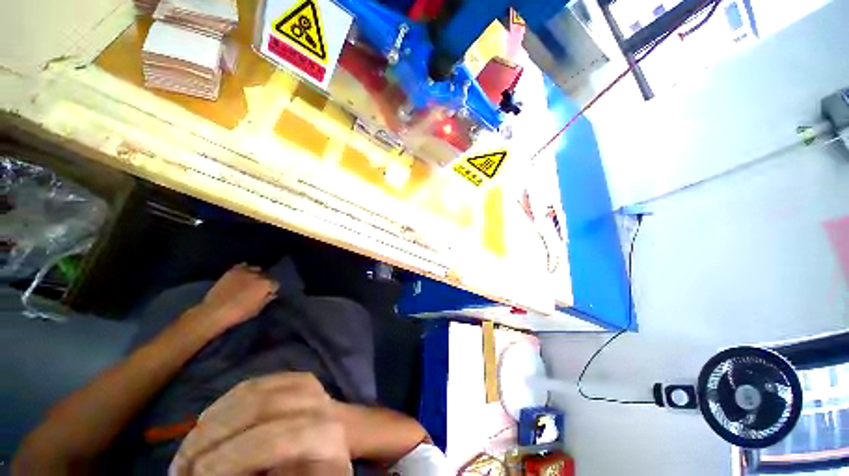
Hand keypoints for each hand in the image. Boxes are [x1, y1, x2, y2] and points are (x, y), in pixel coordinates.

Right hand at [170, 373, 351, 475]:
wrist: (337, 445)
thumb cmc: (314, 472)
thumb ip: (257, 473)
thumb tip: (213, 471)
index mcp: (327, 436)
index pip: (276, 440)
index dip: (232, 459)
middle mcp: (320, 405)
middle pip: (262, 409)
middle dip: (213, 437)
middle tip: (181, 464)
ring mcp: (311, 387)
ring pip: (255, 392)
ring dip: (212, 418)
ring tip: (188, 446)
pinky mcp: (297, 378)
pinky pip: (256, 383)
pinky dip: (225, 401)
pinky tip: (205, 420)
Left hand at [187, 264, 278, 333]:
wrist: (214, 312)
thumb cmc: (239, 314)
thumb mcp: (257, 310)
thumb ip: (266, 300)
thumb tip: (272, 294)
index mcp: (266, 285)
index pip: (275, 284)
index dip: (272, 289)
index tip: (267, 294)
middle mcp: (259, 275)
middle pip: (267, 275)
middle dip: (265, 281)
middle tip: (259, 288)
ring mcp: (245, 271)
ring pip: (256, 269)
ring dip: (256, 274)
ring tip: (251, 281)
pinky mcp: (233, 271)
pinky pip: (243, 266)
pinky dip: (245, 269)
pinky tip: (242, 274)